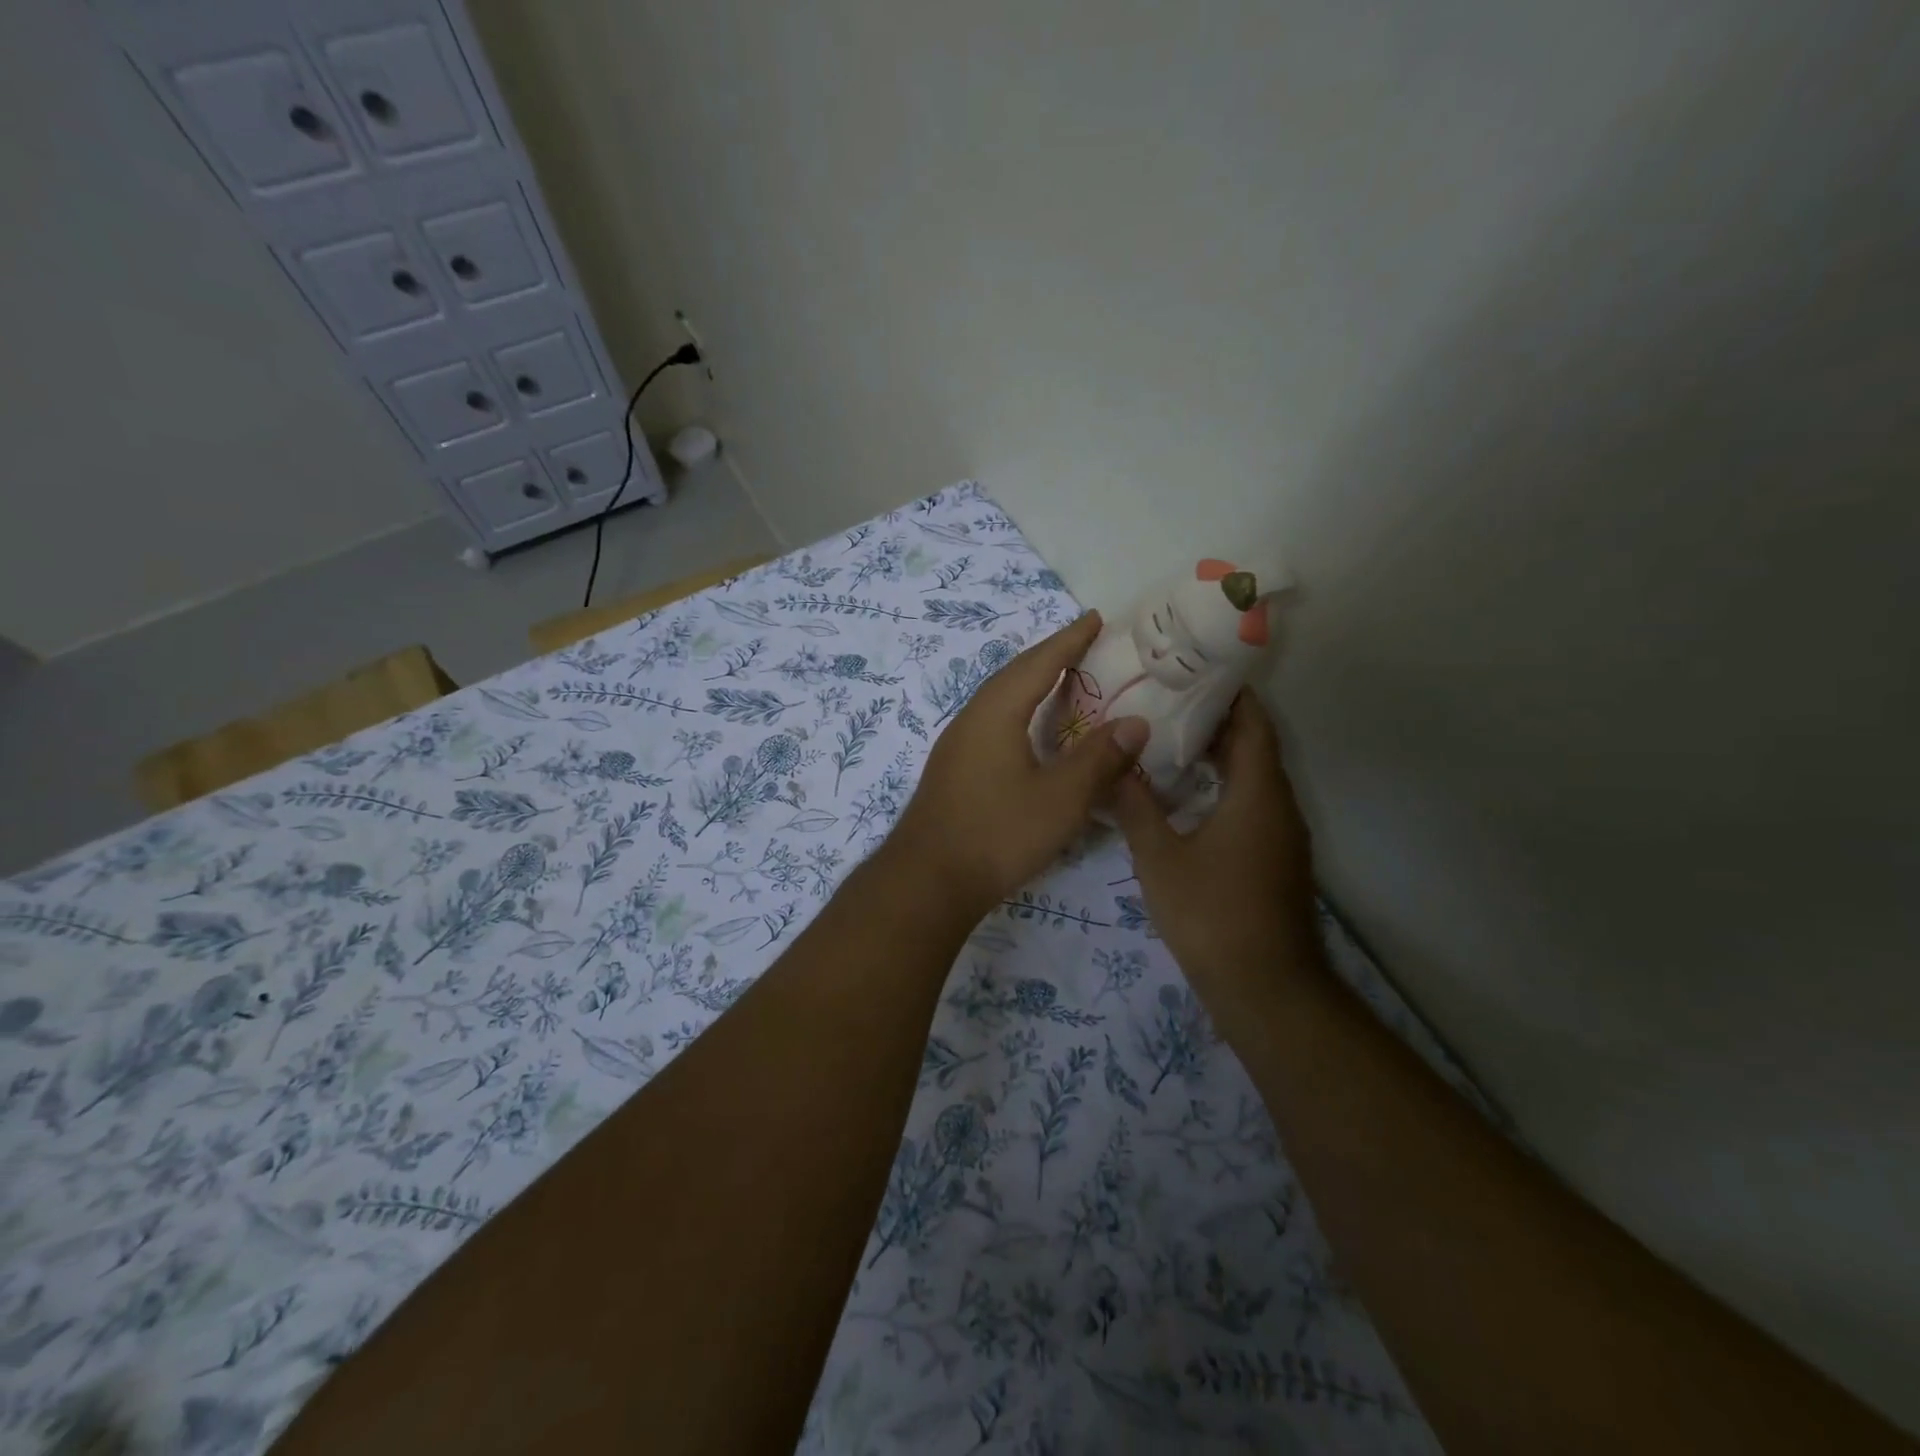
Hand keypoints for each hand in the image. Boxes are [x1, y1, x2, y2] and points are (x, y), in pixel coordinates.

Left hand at [889, 613, 1148, 918]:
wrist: (927, 880)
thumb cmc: (997, 834)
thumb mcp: (1061, 799)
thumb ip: (1099, 759)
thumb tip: (1135, 722)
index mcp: (997, 713)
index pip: (1039, 662)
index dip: (1070, 639)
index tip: (1095, 617)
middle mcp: (972, 718)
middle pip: (1014, 674)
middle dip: (1050, 655)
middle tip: (1084, 644)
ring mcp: (957, 744)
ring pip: (999, 698)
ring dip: (1031, 682)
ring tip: (1062, 680)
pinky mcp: (953, 769)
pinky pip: (992, 720)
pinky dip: (1018, 710)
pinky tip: (1029, 731)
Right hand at [1111, 692, 1322, 998]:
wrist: (1264, 987)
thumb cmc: (1211, 913)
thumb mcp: (1159, 857)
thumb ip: (1135, 806)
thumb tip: (1114, 764)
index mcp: (1258, 793)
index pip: (1253, 723)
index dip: (1230, 693)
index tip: (1193, 671)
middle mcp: (1279, 805)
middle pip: (1254, 746)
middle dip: (1216, 721)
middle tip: (1166, 701)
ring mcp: (1282, 835)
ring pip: (1254, 778)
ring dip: (1219, 755)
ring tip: (1168, 739)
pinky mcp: (1276, 859)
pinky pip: (1253, 804)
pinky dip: (1224, 786)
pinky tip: (1185, 795)